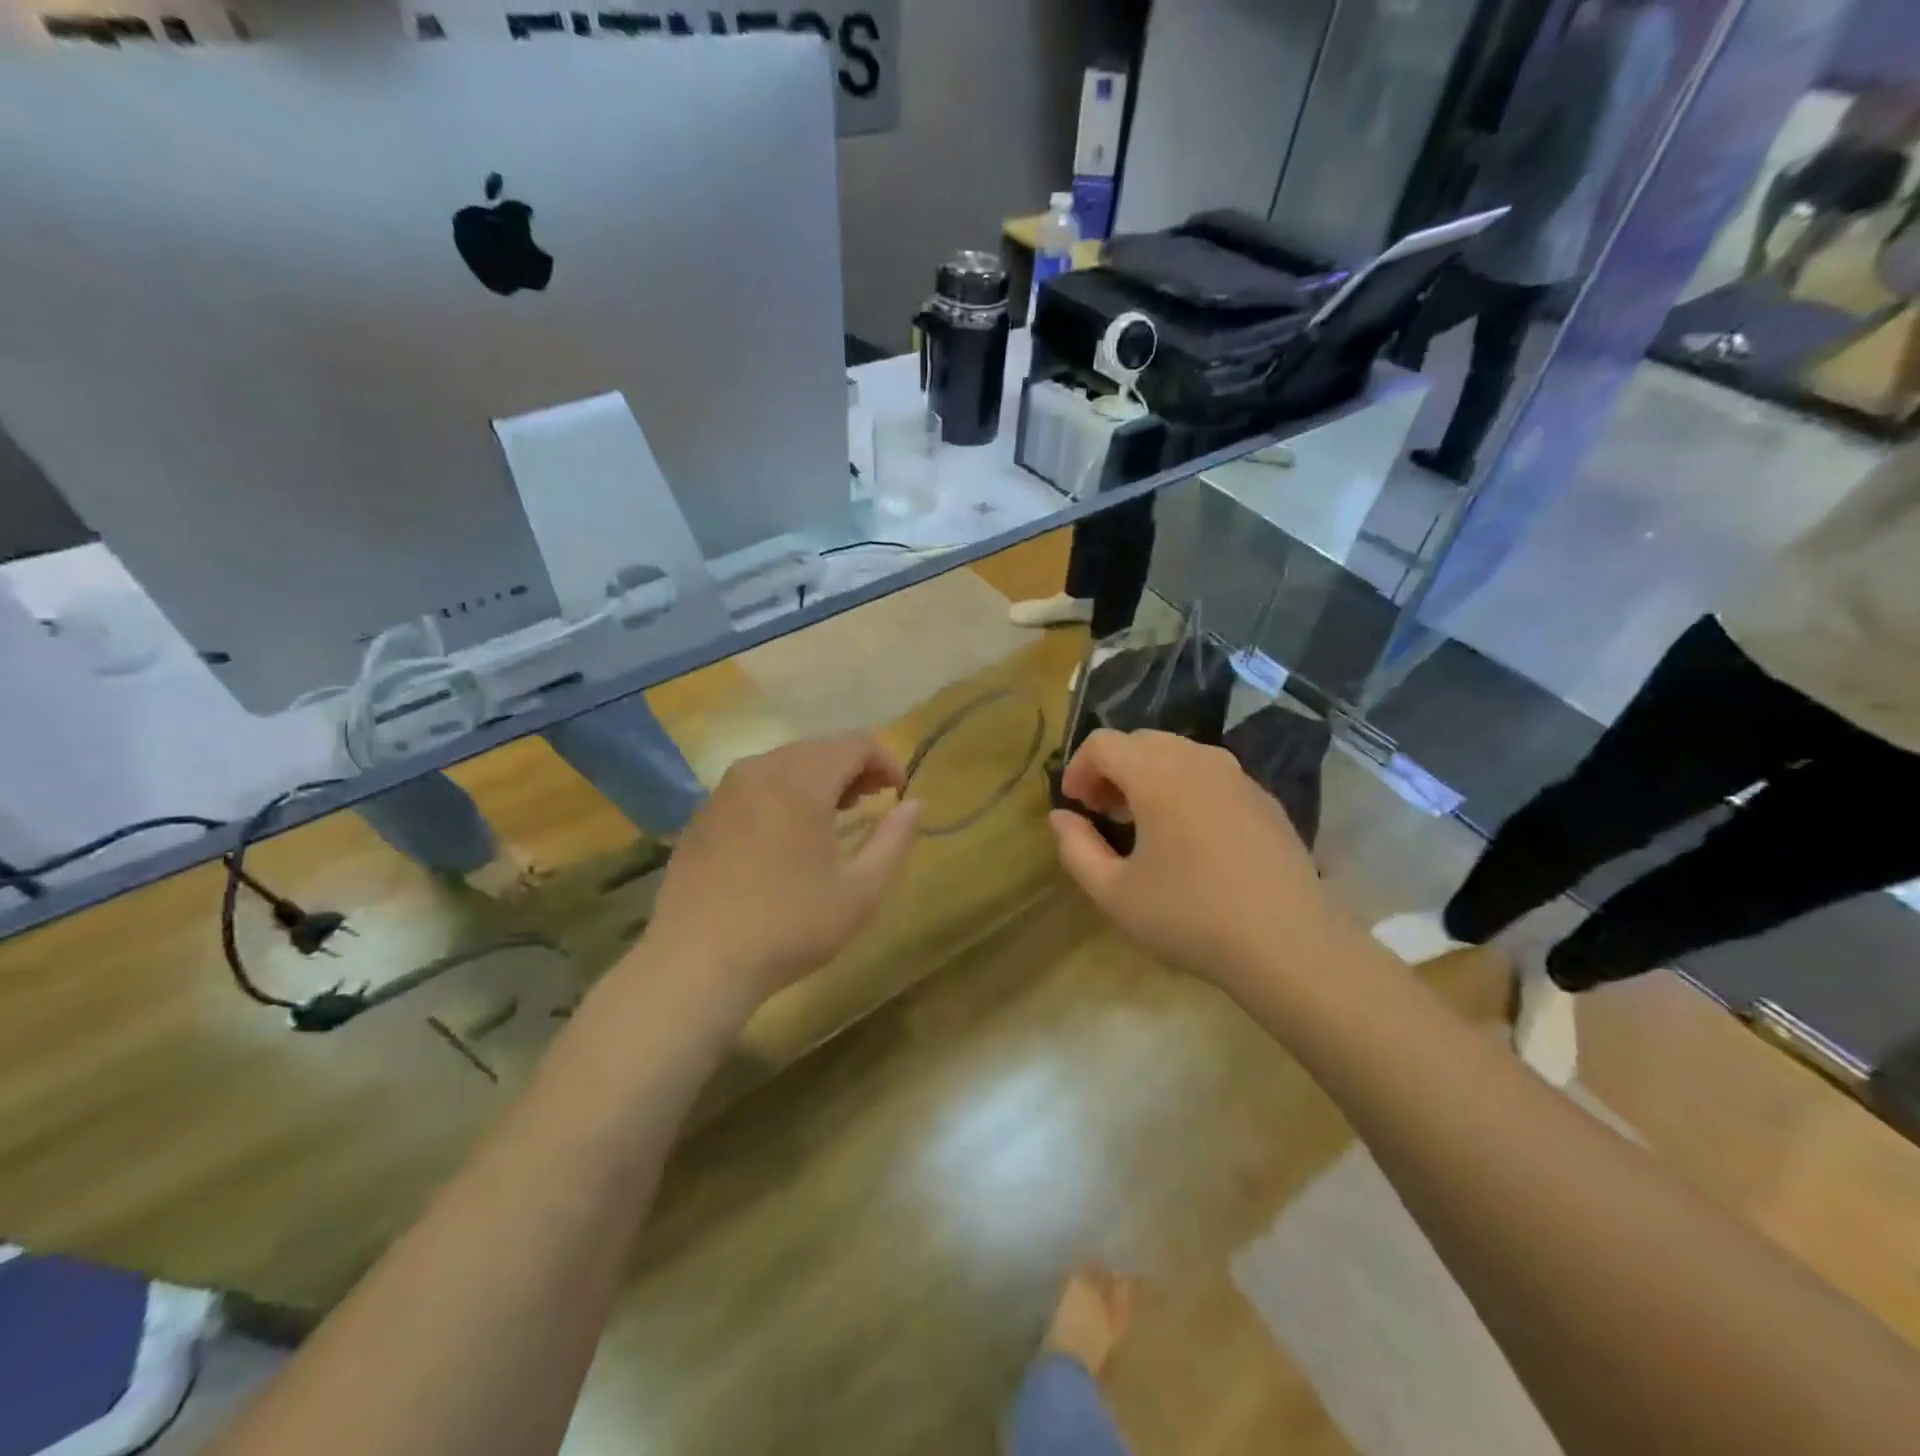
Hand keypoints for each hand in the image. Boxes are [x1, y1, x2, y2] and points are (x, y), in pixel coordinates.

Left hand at [639, 734, 920, 1012]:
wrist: (696, 964)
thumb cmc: (789, 926)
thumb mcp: (861, 891)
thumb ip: (895, 840)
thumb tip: (914, 804)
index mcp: (800, 781)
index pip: (855, 743)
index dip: (886, 761)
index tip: (899, 793)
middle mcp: (759, 771)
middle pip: (818, 749)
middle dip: (853, 769)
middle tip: (871, 804)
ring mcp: (724, 791)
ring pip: (784, 764)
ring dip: (817, 780)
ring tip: (834, 817)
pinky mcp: (702, 815)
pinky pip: (754, 786)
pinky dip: (782, 794)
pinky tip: (786, 835)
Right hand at [1050, 730, 1346, 997]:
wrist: (1288, 943)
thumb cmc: (1190, 916)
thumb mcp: (1115, 892)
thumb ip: (1076, 848)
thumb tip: (1061, 817)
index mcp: (1158, 774)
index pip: (1104, 743)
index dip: (1078, 768)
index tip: (1074, 805)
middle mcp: (1199, 760)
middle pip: (1141, 741)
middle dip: (1112, 769)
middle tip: (1102, 812)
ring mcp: (1238, 777)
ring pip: (1178, 754)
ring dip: (1148, 775)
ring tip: (1142, 822)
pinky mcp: (1264, 799)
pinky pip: (1211, 775)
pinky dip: (1184, 787)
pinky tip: (1188, 835)